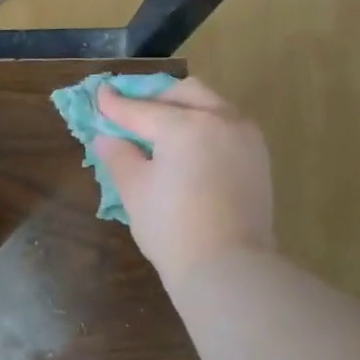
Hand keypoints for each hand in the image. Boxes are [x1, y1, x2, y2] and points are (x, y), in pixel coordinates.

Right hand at [94, 77, 274, 287]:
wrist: (227, 265)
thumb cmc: (171, 229)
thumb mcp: (135, 191)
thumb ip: (120, 157)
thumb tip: (108, 139)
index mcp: (185, 125)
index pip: (142, 110)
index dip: (116, 105)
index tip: (100, 95)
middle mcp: (220, 119)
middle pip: (185, 94)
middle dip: (157, 99)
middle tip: (134, 115)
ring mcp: (246, 137)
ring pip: (212, 106)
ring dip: (185, 110)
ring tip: (163, 132)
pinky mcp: (259, 157)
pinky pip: (228, 127)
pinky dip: (206, 127)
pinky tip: (191, 149)